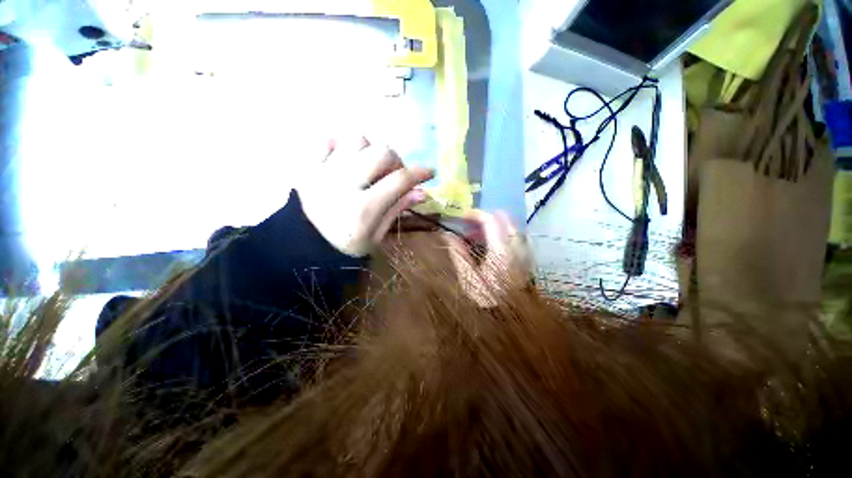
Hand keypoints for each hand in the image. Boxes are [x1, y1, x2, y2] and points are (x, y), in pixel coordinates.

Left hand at [298, 137, 434, 256]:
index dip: (420, 173)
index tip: (430, 172)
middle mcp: (344, 184)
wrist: (304, 247)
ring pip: (357, 139)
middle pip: (381, 152)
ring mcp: (323, 171)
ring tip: (369, 167)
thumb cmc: (346, 246)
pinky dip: (341, 145)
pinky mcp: (307, 166)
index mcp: (363, 209)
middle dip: (396, 161)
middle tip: (394, 174)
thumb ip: (397, 210)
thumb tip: (422, 192)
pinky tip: (346, 160)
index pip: (400, 180)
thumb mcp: (377, 236)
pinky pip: (326, 139)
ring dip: (370, 151)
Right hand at [444, 210, 533, 306]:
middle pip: (506, 219)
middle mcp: (516, 247)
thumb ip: (458, 254)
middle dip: (487, 217)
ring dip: (496, 225)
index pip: (490, 221)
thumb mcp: (468, 277)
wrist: (509, 317)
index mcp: (500, 251)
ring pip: (513, 227)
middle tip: (472, 226)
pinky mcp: (526, 258)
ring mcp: (524, 252)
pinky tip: (493, 245)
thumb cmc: (486, 297)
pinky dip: (504, 234)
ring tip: (480, 236)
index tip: (462, 217)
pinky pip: (517, 237)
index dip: (475, 214)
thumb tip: (448, 235)